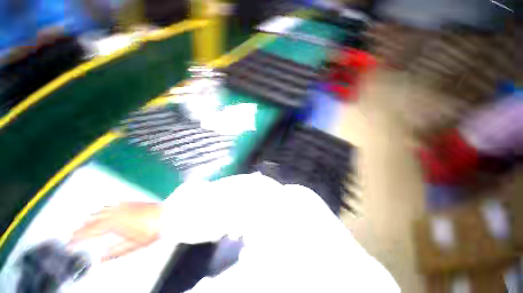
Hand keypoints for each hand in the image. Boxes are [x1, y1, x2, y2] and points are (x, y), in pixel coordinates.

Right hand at [70, 202, 161, 261]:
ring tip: (84, 226)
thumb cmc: (152, 231)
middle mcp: (116, 213)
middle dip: (81, 229)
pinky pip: (111, 205)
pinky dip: (102, 211)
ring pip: (100, 211)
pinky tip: (102, 213)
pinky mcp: (130, 202)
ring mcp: (124, 206)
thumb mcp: (133, 246)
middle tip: (74, 236)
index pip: (90, 231)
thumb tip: (101, 259)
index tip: (69, 243)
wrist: (168, 215)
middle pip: (92, 220)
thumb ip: (115, 252)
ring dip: (90, 219)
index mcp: (114, 224)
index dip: (77, 238)